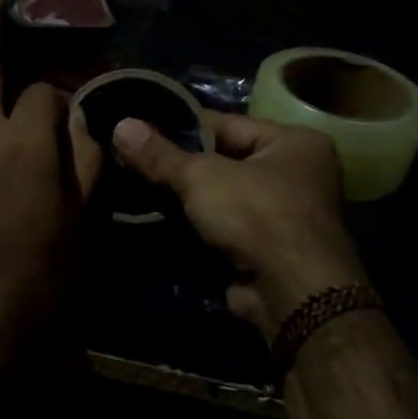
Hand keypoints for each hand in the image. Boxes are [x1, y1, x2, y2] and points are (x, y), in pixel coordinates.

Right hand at [112, 112, 365, 341]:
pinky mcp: (268, 249)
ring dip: (184, 196)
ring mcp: (284, 214)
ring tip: (135, 184)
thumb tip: (120, 124)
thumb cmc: (256, 216)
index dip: (180, 126)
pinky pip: (224, 225)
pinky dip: (196, 224)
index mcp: (294, 142)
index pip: (226, 124)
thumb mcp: (201, 177)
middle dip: (179, 164)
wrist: (292, 295)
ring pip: (221, 196)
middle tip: (130, 157)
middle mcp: (296, 173)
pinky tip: (157, 217)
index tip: (139, 127)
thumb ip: (160, 155)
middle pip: (223, 160)